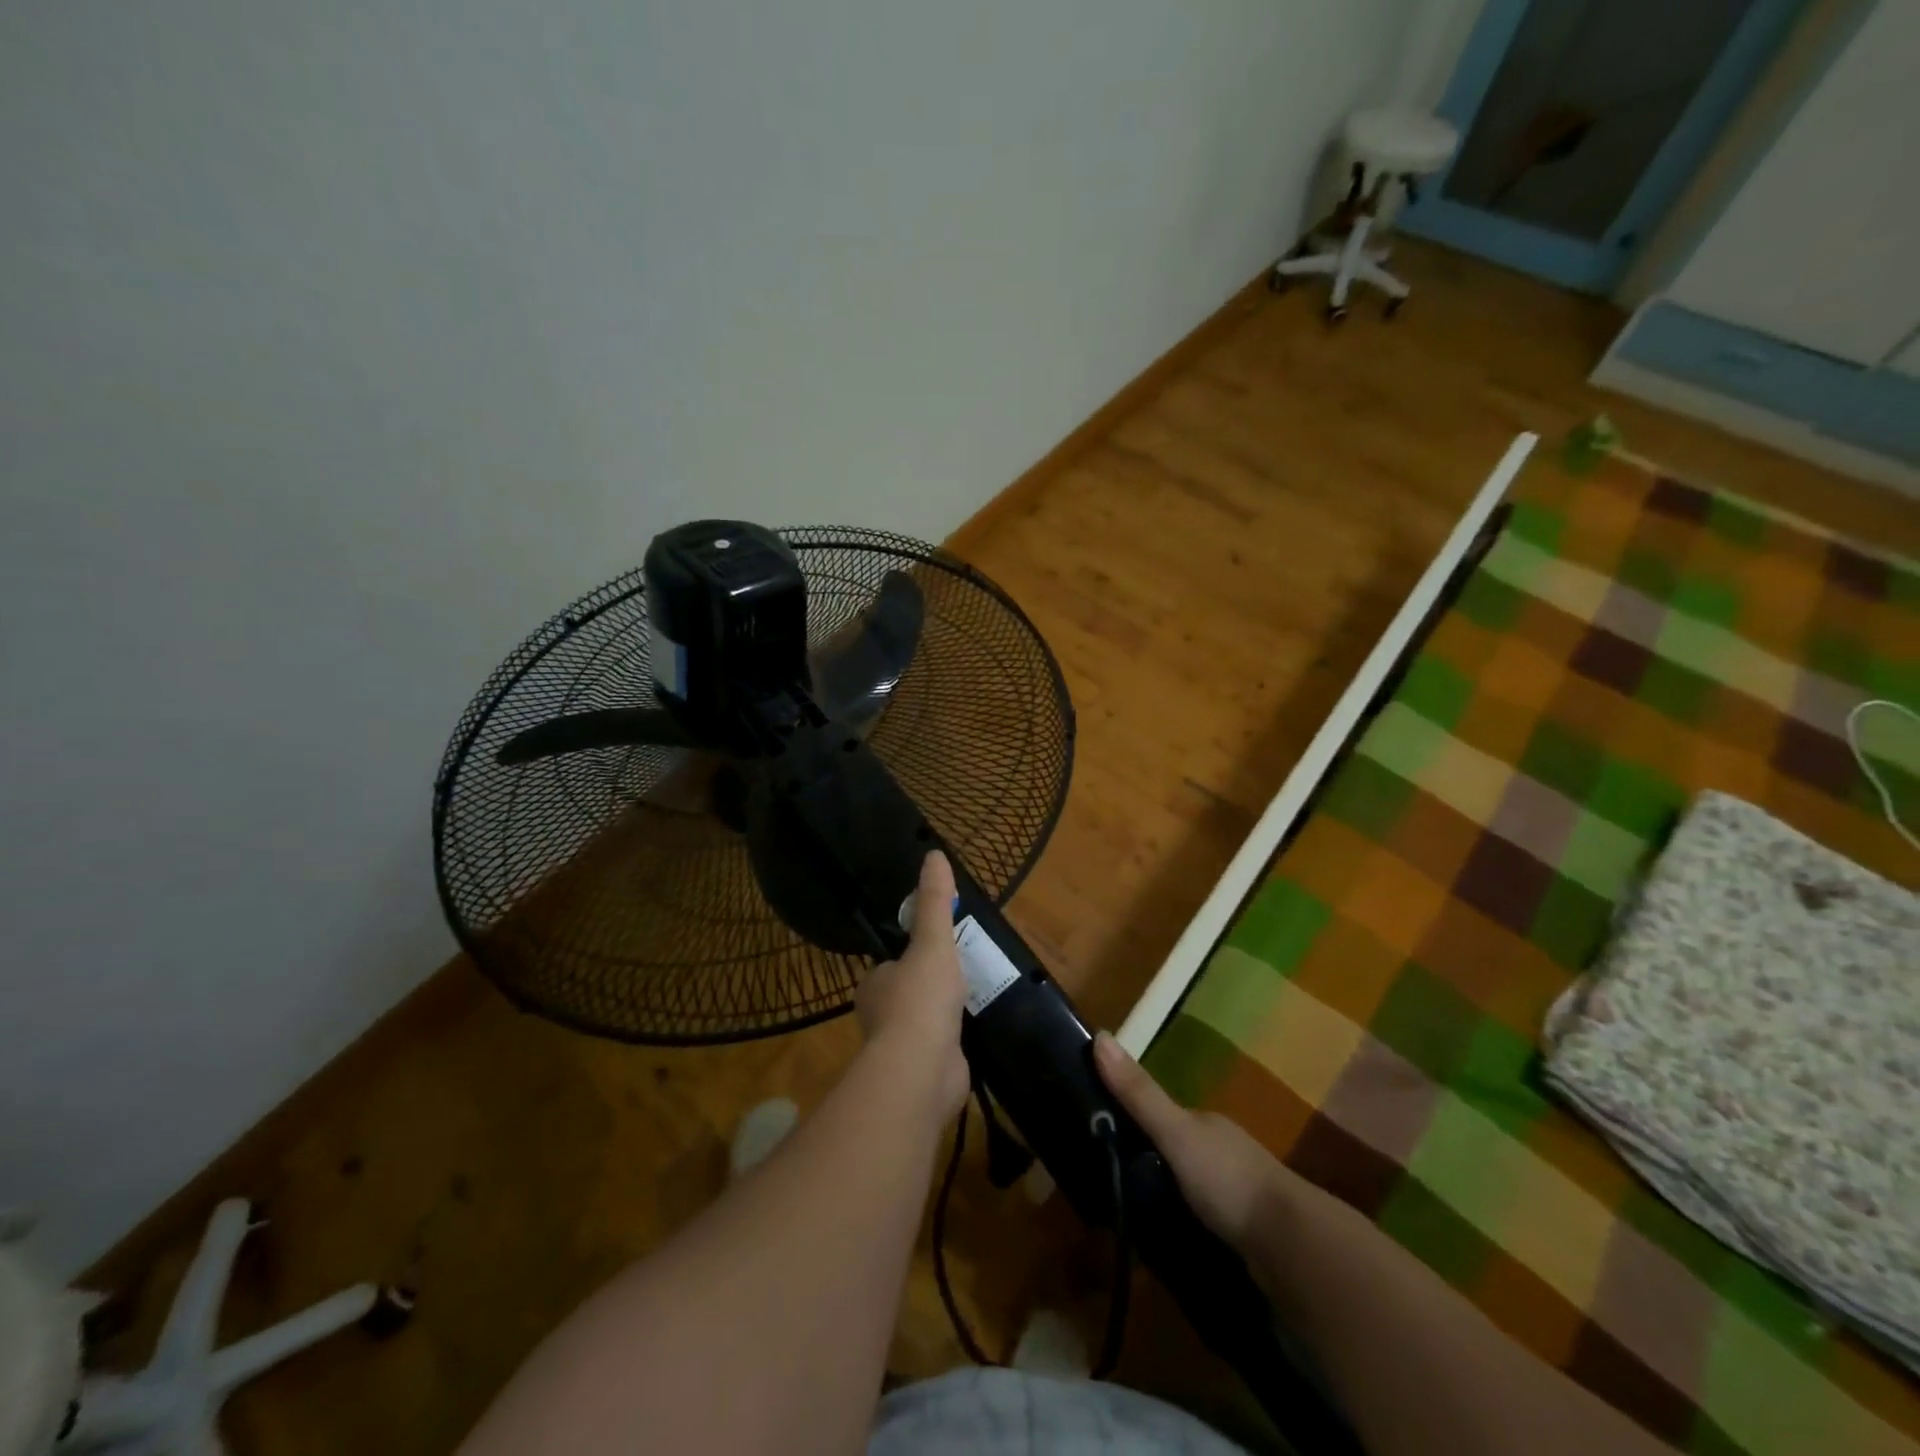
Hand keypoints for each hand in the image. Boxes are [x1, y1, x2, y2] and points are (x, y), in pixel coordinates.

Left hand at [856, 851, 969, 1117]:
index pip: (890, 966)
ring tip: (969, 1004)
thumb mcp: (932, 941)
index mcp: (874, 984)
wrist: (922, 1069)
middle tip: (961, 976)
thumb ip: (935, 902)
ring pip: (921, 1025)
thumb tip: (933, 853)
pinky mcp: (922, 1074)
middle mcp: (880, 1017)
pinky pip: (938, 1051)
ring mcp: (900, 1049)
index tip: (935, 952)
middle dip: (928, 989)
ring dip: (941, 1018)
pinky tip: (970, 1039)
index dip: (911, 958)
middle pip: (906, 994)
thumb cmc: (921, 998)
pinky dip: (952, 1045)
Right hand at [1094, 1031, 1295, 1249]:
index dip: (1131, 1119)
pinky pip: (1202, 1222)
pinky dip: (1183, 1226)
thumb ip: (1139, 1093)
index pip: (1161, 1114)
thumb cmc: (1229, 1178)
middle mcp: (1221, 1151)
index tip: (1097, 1134)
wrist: (1293, 1247)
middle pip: (1175, 1149)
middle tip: (1107, 1181)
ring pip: (1188, 1187)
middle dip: (1146, 1162)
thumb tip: (1098, 1034)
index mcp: (1206, 1123)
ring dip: (1164, 1197)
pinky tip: (1164, 1240)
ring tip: (1127, 1216)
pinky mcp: (1243, 1234)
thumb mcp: (1175, 1132)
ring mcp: (1236, 1194)